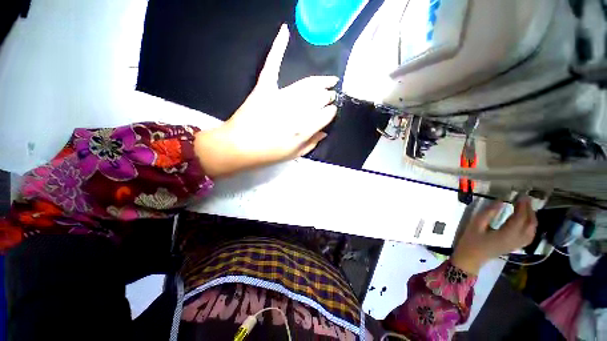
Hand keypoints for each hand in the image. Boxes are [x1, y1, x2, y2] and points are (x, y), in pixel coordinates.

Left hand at [195, 24, 337, 177]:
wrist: (238, 147)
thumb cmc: (267, 154)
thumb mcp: (293, 155)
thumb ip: (311, 144)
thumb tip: (325, 132)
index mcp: (302, 130)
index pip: (325, 115)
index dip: (331, 112)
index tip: (332, 110)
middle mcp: (295, 112)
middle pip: (319, 98)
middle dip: (328, 96)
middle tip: (331, 96)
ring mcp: (279, 97)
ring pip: (306, 84)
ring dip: (321, 82)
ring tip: (329, 80)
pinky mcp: (263, 89)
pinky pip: (272, 65)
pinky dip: (277, 48)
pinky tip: (285, 32)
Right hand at [451, 197, 537, 273]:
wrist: (470, 258)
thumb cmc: (471, 241)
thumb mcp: (475, 225)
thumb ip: (488, 213)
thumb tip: (501, 201)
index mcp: (507, 234)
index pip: (520, 218)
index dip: (522, 206)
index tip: (521, 195)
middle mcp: (516, 240)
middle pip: (530, 224)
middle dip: (529, 210)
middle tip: (525, 199)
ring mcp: (516, 244)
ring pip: (532, 230)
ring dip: (532, 218)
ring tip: (526, 207)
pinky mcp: (514, 246)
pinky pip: (529, 235)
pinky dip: (531, 226)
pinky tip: (526, 221)